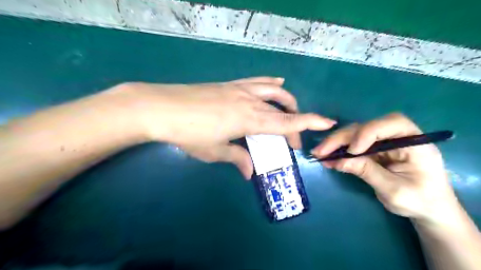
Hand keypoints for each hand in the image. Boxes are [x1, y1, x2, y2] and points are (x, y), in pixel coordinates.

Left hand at [117, 77, 335, 177]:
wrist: (161, 108)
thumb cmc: (188, 133)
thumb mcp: (214, 151)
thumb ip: (236, 159)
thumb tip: (250, 172)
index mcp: (249, 120)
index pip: (286, 122)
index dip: (309, 122)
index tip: (327, 122)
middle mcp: (249, 102)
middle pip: (282, 109)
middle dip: (294, 122)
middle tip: (291, 139)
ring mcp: (240, 90)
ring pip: (273, 91)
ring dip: (286, 101)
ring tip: (290, 110)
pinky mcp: (229, 84)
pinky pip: (257, 81)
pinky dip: (270, 84)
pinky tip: (276, 84)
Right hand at [312, 113, 457, 224]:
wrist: (428, 210)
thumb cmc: (419, 201)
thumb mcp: (393, 190)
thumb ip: (367, 172)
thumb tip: (337, 161)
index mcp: (415, 142)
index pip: (392, 123)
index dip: (368, 132)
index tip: (353, 151)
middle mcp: (398, 136)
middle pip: (366, 127)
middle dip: (342, 138)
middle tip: (321, 151)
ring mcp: (384, 142)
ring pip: (355, 134)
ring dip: (336, 143)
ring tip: (319, 153)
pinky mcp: (373, 149)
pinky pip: (352, 145)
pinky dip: (339, 150)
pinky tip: (327, 157)